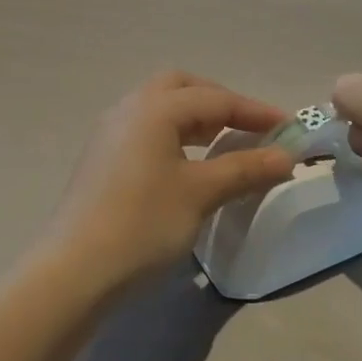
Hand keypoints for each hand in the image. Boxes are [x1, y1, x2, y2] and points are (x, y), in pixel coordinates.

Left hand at [47, 72, 297, 289]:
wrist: (73, 272)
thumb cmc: (143, 224)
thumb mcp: (201, 194)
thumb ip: (245, 169)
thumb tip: (287, 156)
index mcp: (155, 108)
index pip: (216, 99)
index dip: (255, 111)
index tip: (288, 126)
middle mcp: (130, 108)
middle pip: (182, 88)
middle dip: (220, 101)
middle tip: (248, 126)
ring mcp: (110, 132)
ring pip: (161, 107)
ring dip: (196, 117)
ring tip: (223, 142)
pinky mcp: (101, 158)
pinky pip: (146, 128)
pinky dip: (174, 133)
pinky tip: (186, 162)